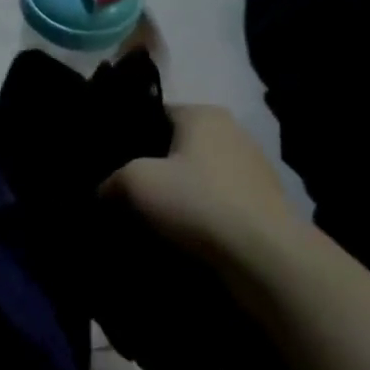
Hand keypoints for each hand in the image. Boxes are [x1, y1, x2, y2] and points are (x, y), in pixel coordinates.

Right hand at [103, 105, 297, 262]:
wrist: (263, 255)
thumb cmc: (196, 202)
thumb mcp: (136, 182)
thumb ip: (112, 179)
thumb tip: (105, 190)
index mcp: (203, 114)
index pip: (156, 113)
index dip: (130, 134)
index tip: (110, 159)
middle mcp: (232, 132)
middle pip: (178, 144)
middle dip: (154, 165)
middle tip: (125, 189)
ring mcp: (253, 168)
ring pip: (199, 174)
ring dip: (179, 192)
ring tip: (151, 216)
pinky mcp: (263, 203)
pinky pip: (218, 200)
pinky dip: (200, 212)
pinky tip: (183, 232)